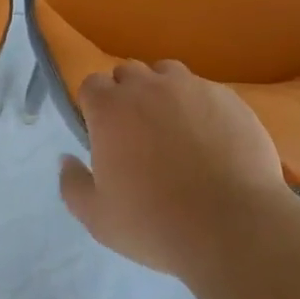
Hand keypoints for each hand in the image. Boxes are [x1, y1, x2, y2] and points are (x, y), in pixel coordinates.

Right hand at [58, 60, 298, 276]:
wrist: (232, 225)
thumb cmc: (155, 223)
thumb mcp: (98, 218)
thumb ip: (73, 184)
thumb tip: (66, 159)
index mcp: (111, 108)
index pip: (91, 84)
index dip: (93, 105)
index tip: (101, 132)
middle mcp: (148, 86)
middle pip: (128, 72)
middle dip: (126, 94)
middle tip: (136, 132)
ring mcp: (192, 87)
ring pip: (168, 74)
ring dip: (163, 92)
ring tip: (174, 128)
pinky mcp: (228, 97)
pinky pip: (205, 91)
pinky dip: (200, 107)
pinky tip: (211, 139)